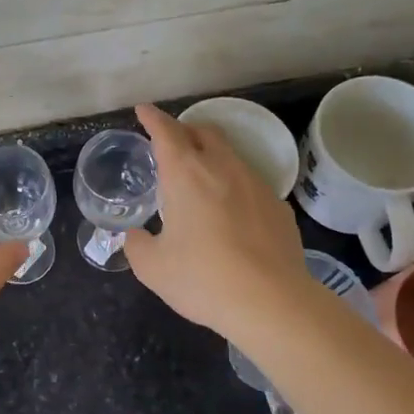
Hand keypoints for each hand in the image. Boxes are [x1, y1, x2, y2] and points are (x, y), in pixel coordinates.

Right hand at [125, 104, 310, 341]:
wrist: (272, 302)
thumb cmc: (203, 278)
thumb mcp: (153, 268)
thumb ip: (137, 245)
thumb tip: (135, 237)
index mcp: (186, 174)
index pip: (166, 132)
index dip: (152, 118)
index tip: (143, 110)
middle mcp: (222, 168)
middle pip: (204, 132)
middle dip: (185, 130)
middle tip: (171, 144)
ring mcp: (256, 184)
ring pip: (230, 155)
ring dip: (211, 157)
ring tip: (199, 180)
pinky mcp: (278, 207)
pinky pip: (250, 184)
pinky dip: (233, 186)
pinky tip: (229, 213)